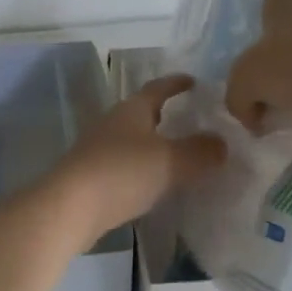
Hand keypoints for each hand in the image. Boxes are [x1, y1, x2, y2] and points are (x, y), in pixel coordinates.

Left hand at [49, 75, 226, 239]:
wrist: (69, 209)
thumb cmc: (122, 173)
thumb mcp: (171, 161)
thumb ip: (200, 151)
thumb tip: (221, 144)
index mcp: (131, 110)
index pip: (158, 88)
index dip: (176, 83)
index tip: (194, 81)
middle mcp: (112, 124)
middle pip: (142, 114)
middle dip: (166, 116)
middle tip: (192, 122)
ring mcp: (98, 151)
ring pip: (133, 142)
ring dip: (154, 146)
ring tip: (179, 156)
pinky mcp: (91, 178)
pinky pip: (125, 168)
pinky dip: (143, 171)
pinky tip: (155, 185)